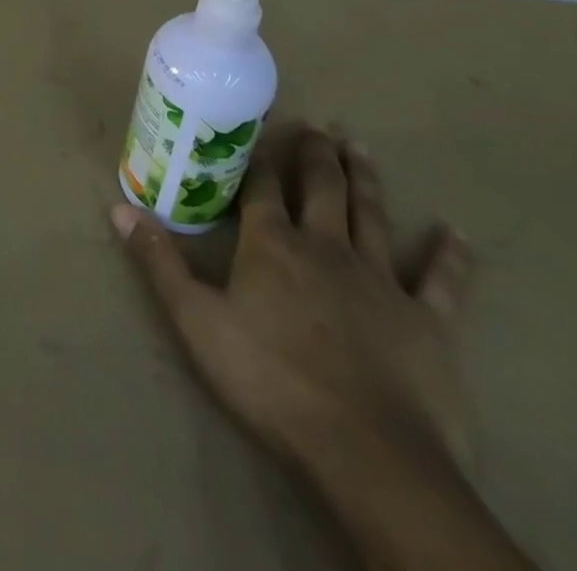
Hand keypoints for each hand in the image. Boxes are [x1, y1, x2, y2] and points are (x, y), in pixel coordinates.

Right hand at [113, 123, 473, 476]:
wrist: (367, 452)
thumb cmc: (270, 379)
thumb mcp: (196, 321)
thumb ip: (159, 261)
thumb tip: (119, 207)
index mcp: (272, 244)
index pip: (262, 187)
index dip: (259, 156)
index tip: (258, 127)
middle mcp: (326, 247)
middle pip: (322, 188)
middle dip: (316, 154)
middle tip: (318, 125)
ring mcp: (381, 280)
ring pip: (372, 215)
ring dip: (366, 179)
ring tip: (360, 148)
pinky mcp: (427, 321)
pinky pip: (441, 281)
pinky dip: (450, 256)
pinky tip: (457, 233)